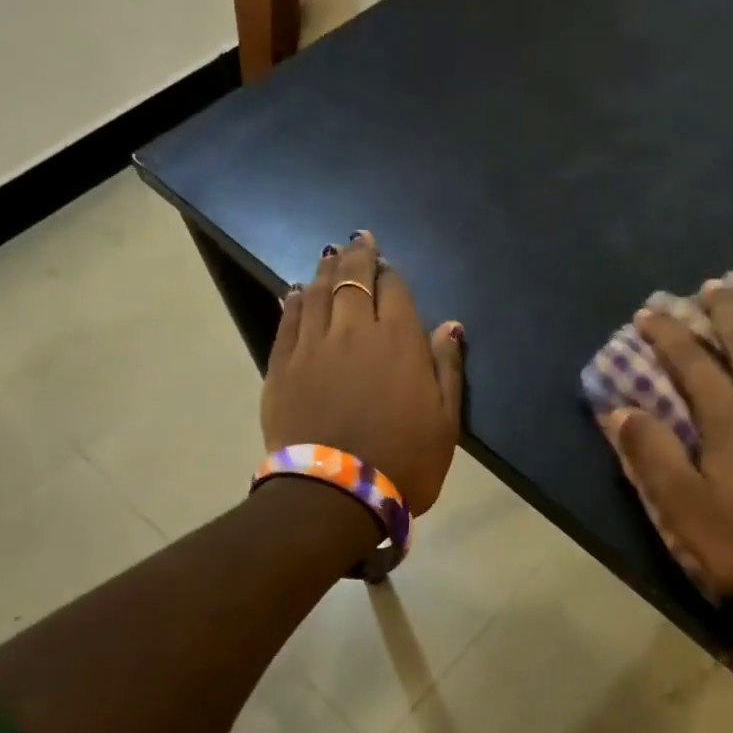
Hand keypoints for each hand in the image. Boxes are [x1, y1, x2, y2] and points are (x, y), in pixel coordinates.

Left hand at [262, 232, 464, 513]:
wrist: (336, 493)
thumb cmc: (405, 460)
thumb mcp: (446, 421)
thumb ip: (447, 368)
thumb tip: (450, 325)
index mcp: (400, 341)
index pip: (395, 290)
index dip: (392, 274)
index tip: (389, 266)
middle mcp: (355, 331)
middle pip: (354, 279)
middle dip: (359, 256)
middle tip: (359, 239)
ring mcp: (314, 346)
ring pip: (319, 293)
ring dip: (327, 270)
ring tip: (331, 254)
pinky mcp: (283, 365)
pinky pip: (289, 320)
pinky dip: (295, 301)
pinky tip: (297, 291)